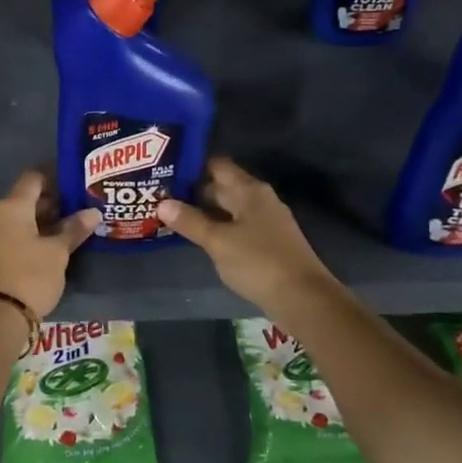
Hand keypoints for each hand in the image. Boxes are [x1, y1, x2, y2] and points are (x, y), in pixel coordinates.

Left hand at [0, 170, 99, 318]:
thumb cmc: (30, 276)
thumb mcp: (58, 252)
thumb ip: (74, 229)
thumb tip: (92, 213)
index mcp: (11, 207)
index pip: (33, 178)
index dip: (55, 177)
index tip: (76, 185)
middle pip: (25, 200)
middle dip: (52, 204)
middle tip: (78, 211)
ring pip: (18, 221)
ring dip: (41, 223)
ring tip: (68, 232)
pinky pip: (11, 238)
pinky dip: (29, 238)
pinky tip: (48, 250)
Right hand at [155, 157, 335, 312]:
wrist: (303, 298)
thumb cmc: (258, 262)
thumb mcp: (218, 242)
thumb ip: (190, 221)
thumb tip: (162, 203)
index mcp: (249, 190)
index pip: (217, 165)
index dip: (191, 165)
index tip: (164, 169)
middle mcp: (259, 199)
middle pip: (222, 186)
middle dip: (192, 190)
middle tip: (159, 194)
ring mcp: (265, 221)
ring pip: (228, 208)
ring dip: (203, 211)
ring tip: (170, 214)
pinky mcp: (266, 242)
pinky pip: (235, 226)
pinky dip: (216, 227)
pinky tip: (197, 236)